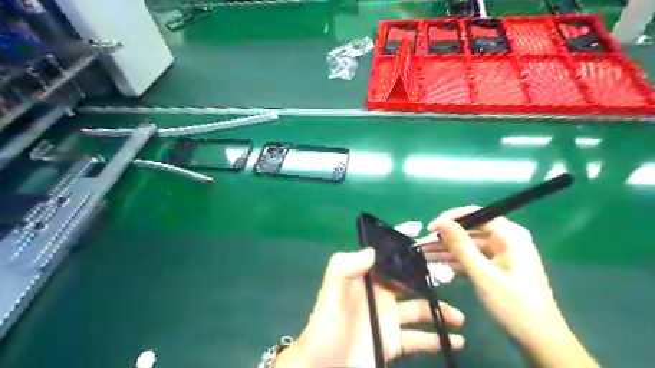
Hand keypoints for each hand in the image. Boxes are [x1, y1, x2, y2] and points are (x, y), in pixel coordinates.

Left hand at [276, 248, 465, 366]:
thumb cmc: (327, 328)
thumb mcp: (330, 294)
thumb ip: (345, 267)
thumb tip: (373, 250)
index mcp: (366, 280)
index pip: (388, 260)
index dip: (405, 251)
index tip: (427, 244)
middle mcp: (380, 296)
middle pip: (409, 283)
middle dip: (429, 280)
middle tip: (452, 281)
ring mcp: (388, 320)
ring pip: (419, 310)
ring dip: (439, 310)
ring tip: (459, 317)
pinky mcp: (393, 343)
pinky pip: (420, 338)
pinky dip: (437, 338)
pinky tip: (455, 339)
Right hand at [426, 206, 596, 366]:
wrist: (539, 342)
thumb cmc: (514, 306)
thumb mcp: (483, 275)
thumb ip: (461, 246)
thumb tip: (441, 222)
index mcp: (509, 235)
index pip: (475, 214)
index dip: (449, 219)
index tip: (430, 230)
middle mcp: (505, 239)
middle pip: (468, 230)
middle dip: (444, 238)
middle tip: (420, 245)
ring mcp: (500, 253)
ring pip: (467, 245)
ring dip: (446, 251)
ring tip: (422, 255)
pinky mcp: (496, 266)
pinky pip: (471, 258)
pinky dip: (455, 262)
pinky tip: (436, 265)